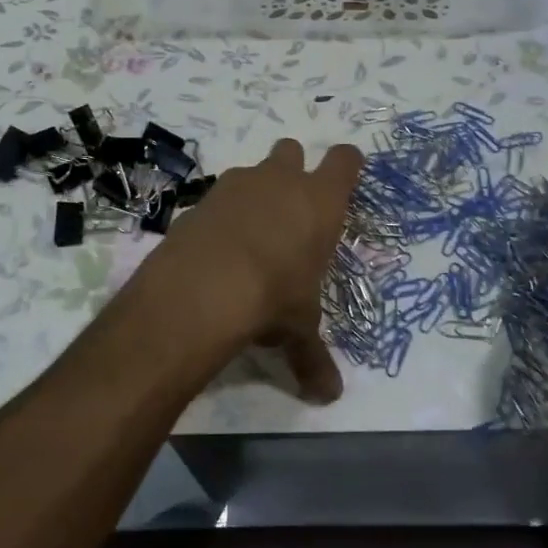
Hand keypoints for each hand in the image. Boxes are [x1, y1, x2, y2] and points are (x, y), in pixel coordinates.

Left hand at [140, 138, 363, 402]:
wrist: (203, 288)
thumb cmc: (273, 298)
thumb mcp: (298, 330)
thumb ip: (313, 358)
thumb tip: (328, 397)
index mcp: (320, 202)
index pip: (346, 160)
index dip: (347, 166)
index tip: (345, 178)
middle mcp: (280, 181)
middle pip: (292, 150)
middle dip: (293, 170)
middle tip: (290, 208)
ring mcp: (237, 184)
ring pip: (252, 171)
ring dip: (254, 193)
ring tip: (250, 235)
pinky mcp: (200, 199)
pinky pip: (218, 197)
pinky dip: (220, 215)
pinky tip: (216, 249)